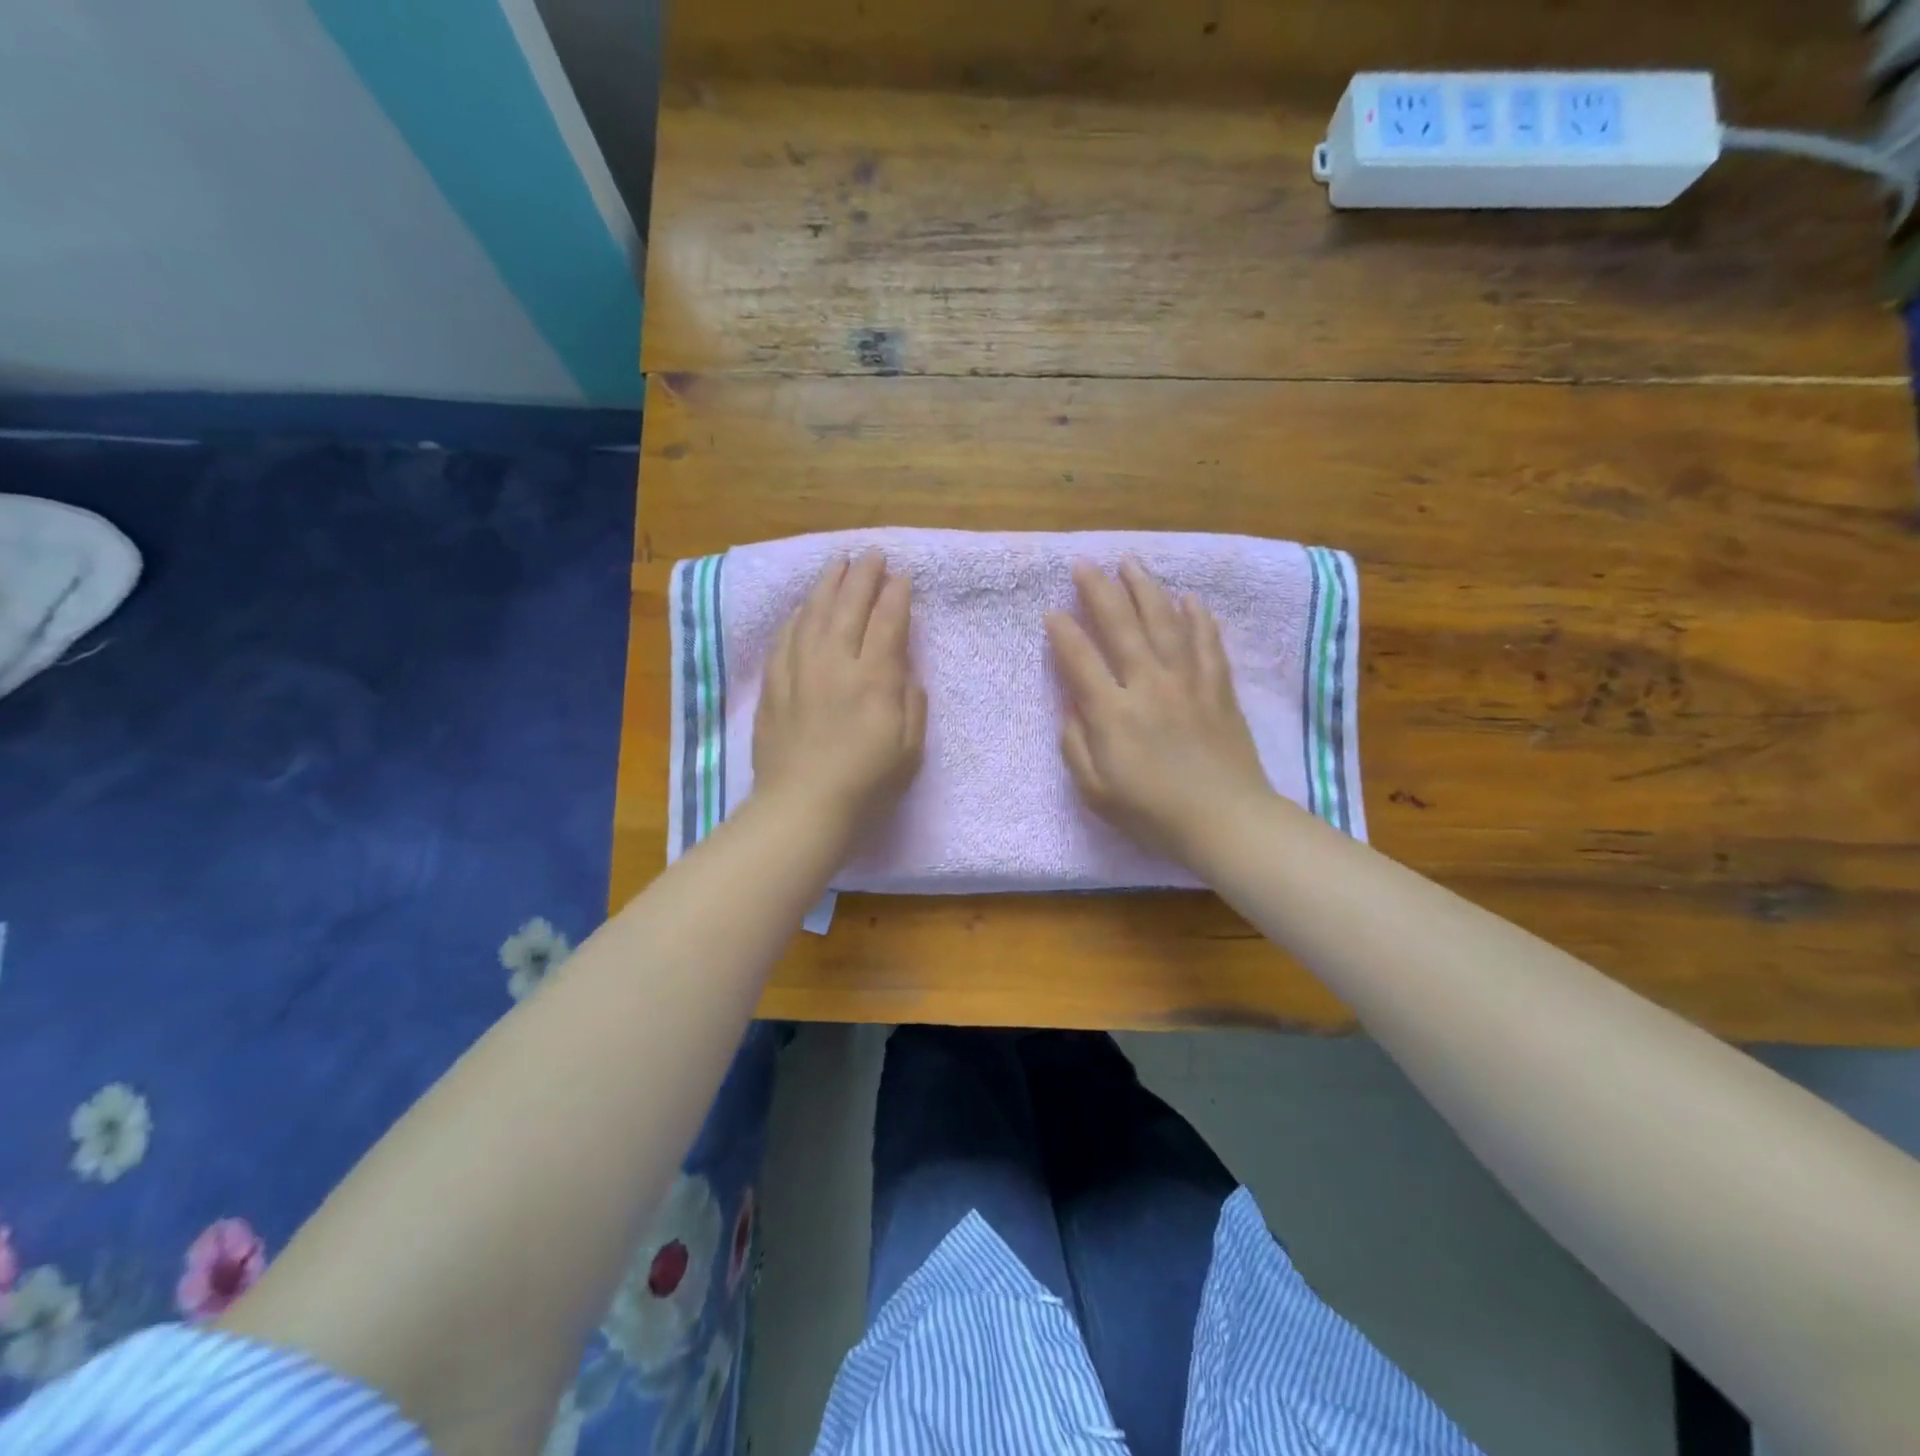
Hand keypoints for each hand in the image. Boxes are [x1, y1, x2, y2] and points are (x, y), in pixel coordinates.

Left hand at [753, 552, 926, 845]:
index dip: (896, 595)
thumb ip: (910, 701)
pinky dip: (797, 616)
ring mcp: (799, 672)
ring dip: (828, 584)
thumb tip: (903, 669)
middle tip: (872, 553)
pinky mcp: (774, 686)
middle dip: (863, 576)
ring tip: (838, 564)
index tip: (902, 575)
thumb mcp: (909, 748)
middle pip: (848, 607)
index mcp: (874, 679)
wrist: (802, 808)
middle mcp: (835, 664)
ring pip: (813, 614)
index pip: (887, 622)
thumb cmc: (866, 784)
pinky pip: (785, 638)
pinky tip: (802, 606)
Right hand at [1045, 559, 1272, 864]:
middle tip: (1084, 564)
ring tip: (1130, 563)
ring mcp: (1188, 682)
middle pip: (1121, 626)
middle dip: (1099, 591)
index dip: (1063, 632)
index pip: (1081, 659)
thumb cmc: (1153, 813)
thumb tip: (1072, 706)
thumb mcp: (1096, 792)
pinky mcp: (1218, 688)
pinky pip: (1207, 642)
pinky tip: (1189, 598)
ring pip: (1165, 622)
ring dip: (1145, 589)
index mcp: (1113, 713)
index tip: (1052, 612)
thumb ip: (1076, 745)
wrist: (1226, 821)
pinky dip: (1198, 617)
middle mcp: (1149, 685)